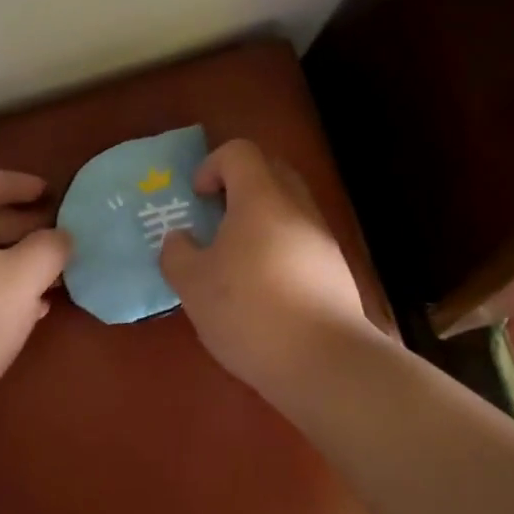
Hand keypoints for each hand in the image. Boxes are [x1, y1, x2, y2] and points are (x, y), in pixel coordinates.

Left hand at [0, 170, 71, 417]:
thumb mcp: (22, 277)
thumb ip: (49, 248)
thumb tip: (62, 236)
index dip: (19, 182)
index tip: (51, 193)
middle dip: (26, 224)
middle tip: (60, 235)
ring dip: (19, 260)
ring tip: (54, 273)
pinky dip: (5, 289)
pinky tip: (33, 309)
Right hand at [158, 139, 380, 392]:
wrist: (326, 362)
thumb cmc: (250, 311)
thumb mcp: (194, 285)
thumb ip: (178, 254)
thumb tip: (179, 238)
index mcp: (261, 198)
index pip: (240, 152)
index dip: (213, 165)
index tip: (198, 197)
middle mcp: (297, 207)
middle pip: (270, 171)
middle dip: (239, 186)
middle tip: (215, 219)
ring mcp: (323, 238)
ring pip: (289, 208)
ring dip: (261, 220)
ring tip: (236, 259)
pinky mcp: (336, 271)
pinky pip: (302, 240)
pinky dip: (280, 249)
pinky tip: (264, 290)